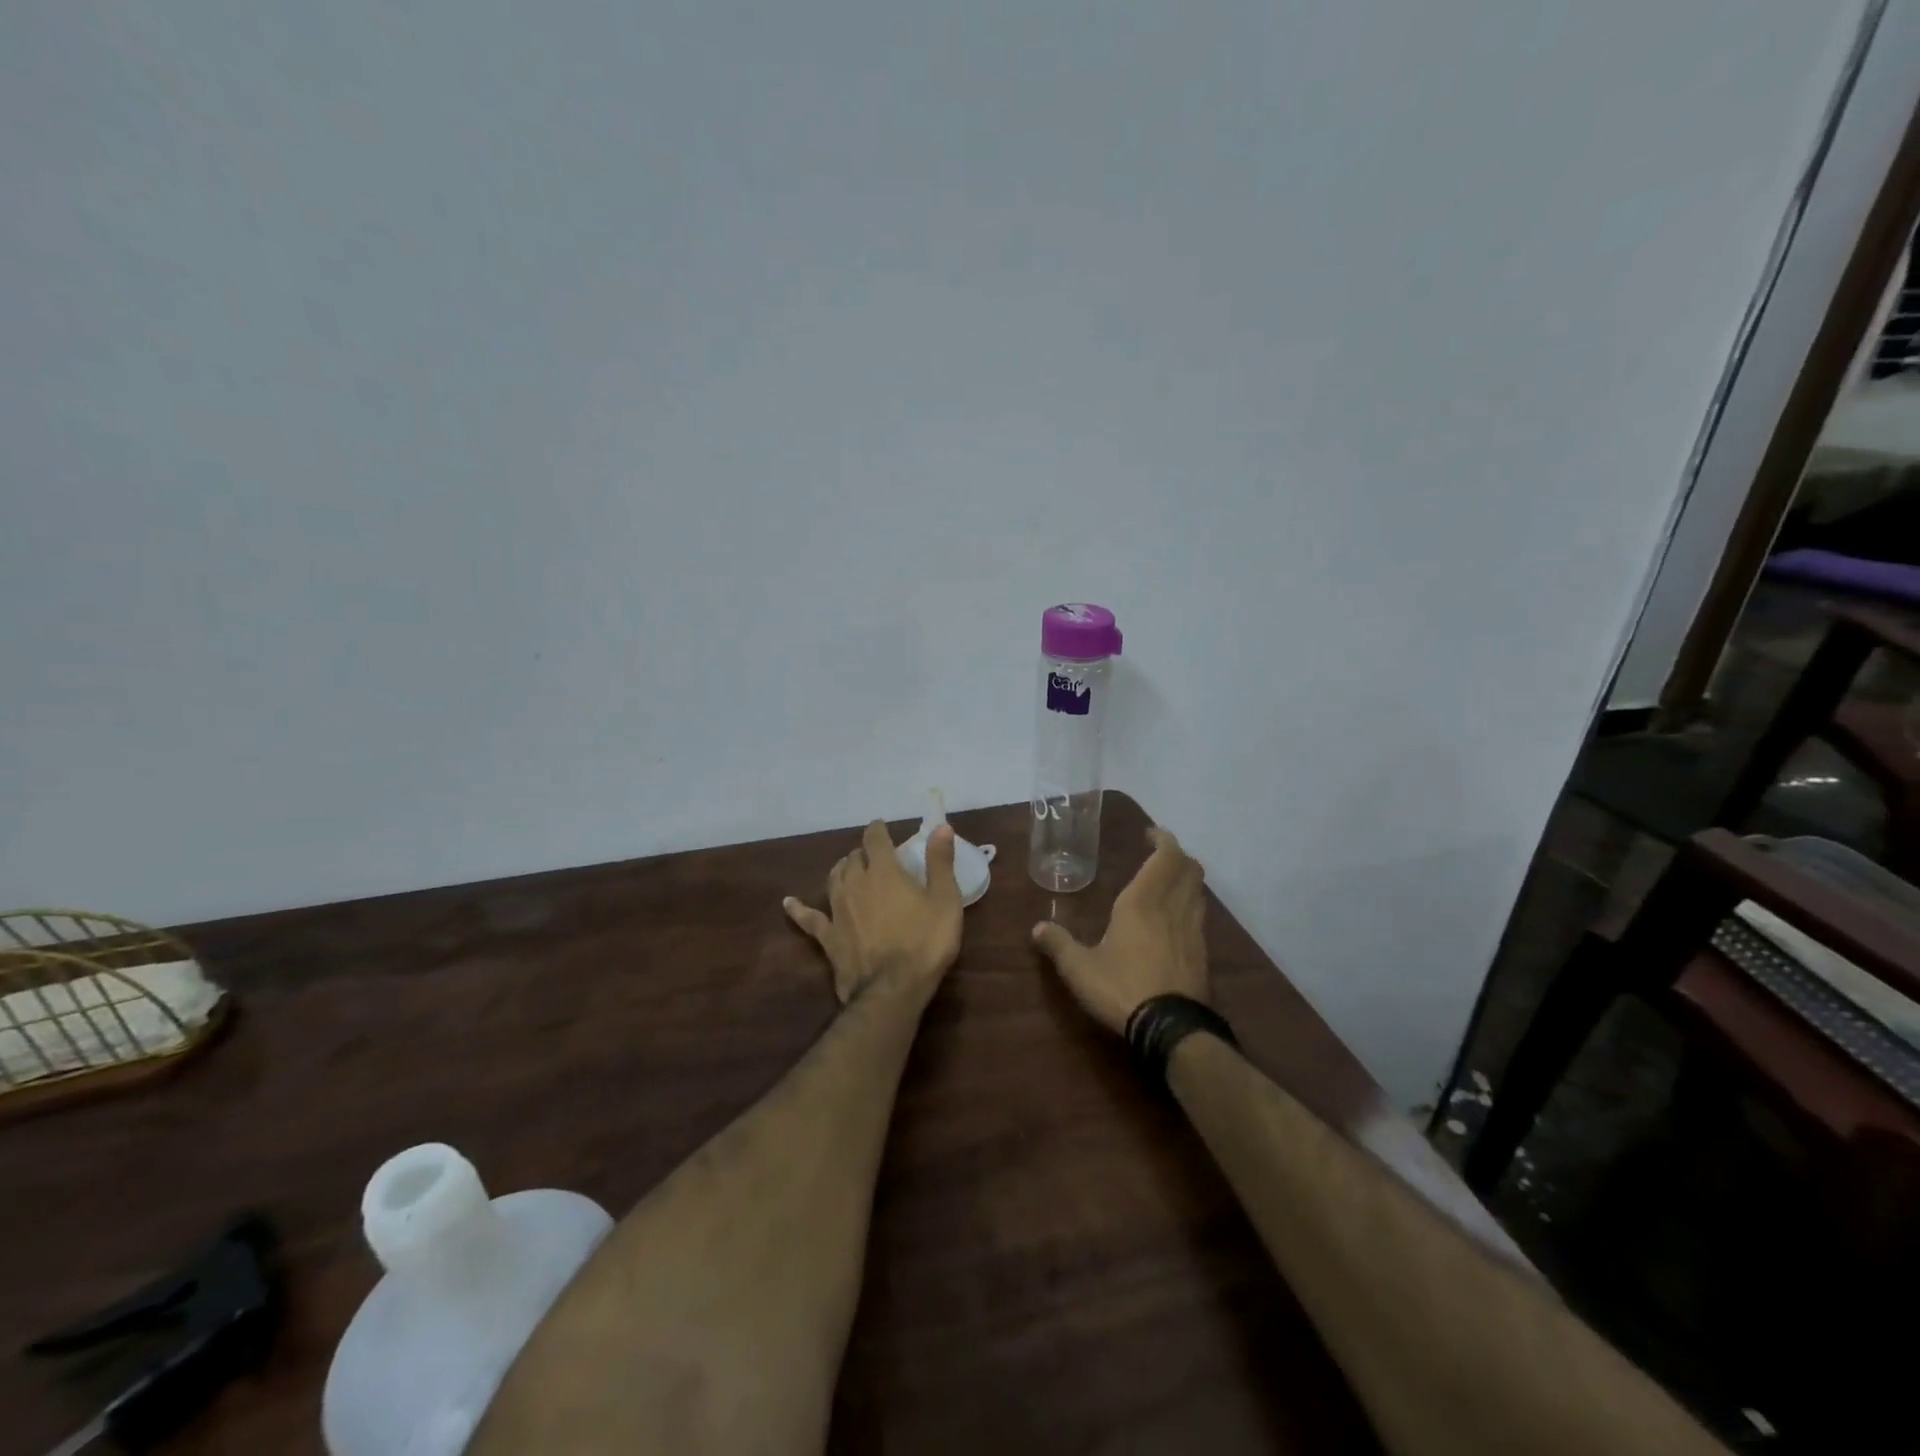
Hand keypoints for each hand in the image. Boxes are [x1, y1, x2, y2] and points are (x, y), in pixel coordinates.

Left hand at [785, 820, 963, 1003]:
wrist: (892, 989)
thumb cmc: (925, 942)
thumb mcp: (945, 900)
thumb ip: (940, 862)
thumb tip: (940, 827)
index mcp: (884, 871)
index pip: (875, 839)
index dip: (878, 830)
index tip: (881, 827)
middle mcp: (855, 884)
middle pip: (853, 858)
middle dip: (863, 853)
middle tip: (875, 857)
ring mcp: (837, 910)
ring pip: (833, 879)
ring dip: (841, 870)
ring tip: (848, 869)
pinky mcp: (828, 937)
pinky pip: (809, 919)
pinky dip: (798, 909)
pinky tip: (789, 903)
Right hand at [1032, 826, 1208, 1035]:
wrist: (1171, 1029)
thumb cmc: (1122, 989)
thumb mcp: (1080, 969)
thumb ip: (1058, 945)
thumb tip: (1037, 928)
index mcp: (1142, 902)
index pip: (1165, 857)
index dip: (1163, 840)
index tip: (1150, 834)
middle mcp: (1172, 908)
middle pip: (1189, 869)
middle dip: (1177, 856)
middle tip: (1157, 854)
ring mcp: (1193, 931)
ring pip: (1198, 891)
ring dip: (1186, 879)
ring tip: (1166, 882)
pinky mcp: (1202, 954)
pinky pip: (1199, 915)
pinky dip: (1190, 904)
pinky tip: (1174, 919)